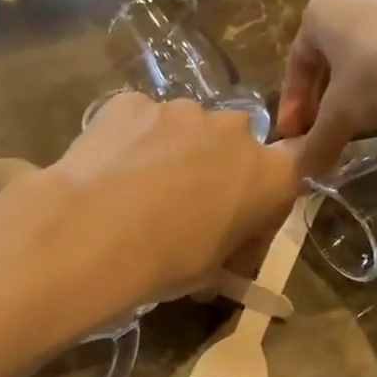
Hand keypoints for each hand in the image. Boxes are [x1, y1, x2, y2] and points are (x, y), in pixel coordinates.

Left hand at [40, 93, 303, 309]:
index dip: (259, 211)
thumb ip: (223, 256)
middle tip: (182, 214)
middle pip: (231, 151)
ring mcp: (181, 110)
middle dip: (214, 177)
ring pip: (184, 133)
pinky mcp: (132, 102)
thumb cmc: (167, 261)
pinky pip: (140, 124)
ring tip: (137, 194)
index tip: (234, 237)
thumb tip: (215, 266)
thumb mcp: (209, 274)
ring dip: (171, 156)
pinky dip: (131, 144)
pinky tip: (108, 173)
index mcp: (270, 175)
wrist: (94, 232)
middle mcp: (234, 130)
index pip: (282, 184)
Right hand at [278, 0, 376, 177]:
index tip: (295, 138)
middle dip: (326, 95)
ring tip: (367, 116)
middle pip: (332, 53)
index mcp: (321, 9)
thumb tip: (300, 175)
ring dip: (361, 82)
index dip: (293, 106)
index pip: (296, 63)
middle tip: (328, 129)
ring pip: (369, 44)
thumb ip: (318, 143)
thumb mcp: (343, 115)